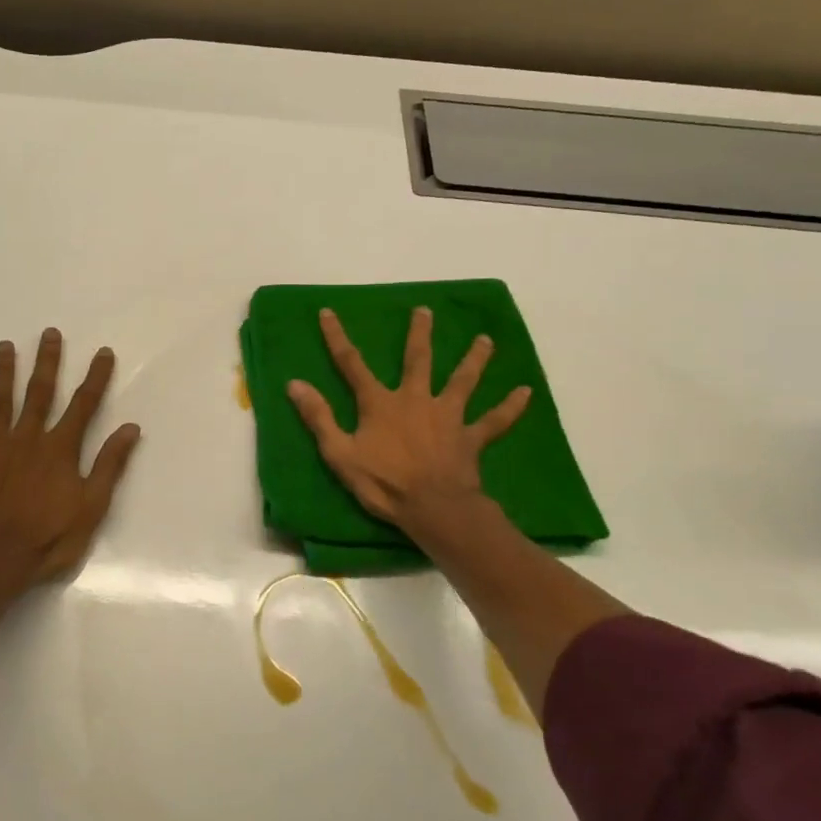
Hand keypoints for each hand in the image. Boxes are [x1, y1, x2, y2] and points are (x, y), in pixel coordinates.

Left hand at [0, 329, 141, 594]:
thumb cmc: (48, 540)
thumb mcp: (91, 508)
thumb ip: (109, 465)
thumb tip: (130, 428)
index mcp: (59, 449)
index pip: (83, 405)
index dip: (95, 377)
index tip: (102, 352)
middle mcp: (27, 438)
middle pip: (39, 392)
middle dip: (47, 361)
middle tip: (49, 333)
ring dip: (2, 372)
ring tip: (4, 345)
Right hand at [287, 306, 530, 536]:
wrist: (434, 509)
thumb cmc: (384, 483)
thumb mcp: (339, 453)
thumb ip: (319, 417)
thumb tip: (294, 383)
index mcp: (381, 403)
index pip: (352, 364)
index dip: (337, 338)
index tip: (328, 312)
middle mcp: (416, 399)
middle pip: (418, 360)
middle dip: (419, 334)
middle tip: (425, 311)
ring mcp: (448, 416)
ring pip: (463, 381)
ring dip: (474, 359)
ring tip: (485, 340)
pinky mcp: (471, 437)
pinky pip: (494, 420)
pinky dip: (510, 407)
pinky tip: (525, 392)